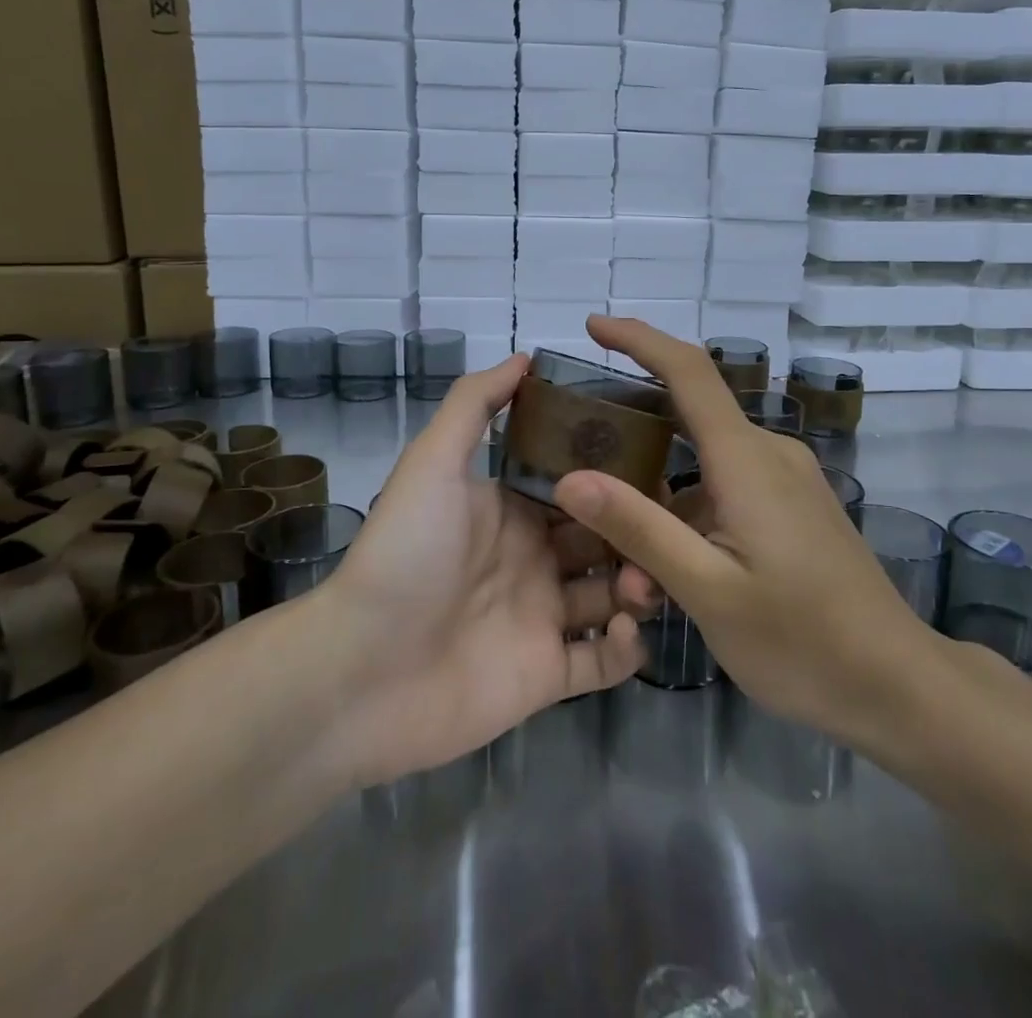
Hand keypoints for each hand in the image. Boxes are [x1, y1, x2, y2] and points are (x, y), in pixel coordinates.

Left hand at [319, 355, 650, 787]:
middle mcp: (534, 559)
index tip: (657, 461)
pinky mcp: (548, 675)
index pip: (580, 484)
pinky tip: (622, 630)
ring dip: (640, 585)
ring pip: (614, 595)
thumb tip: (525, 356)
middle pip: (606, 537)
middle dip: (639, 530)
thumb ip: (475, 405)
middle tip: (668, 529)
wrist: (362, 670)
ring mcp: (542, 617)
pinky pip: (603, 662)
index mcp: (513, 510)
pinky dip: (624, 648)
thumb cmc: (406, 554)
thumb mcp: (433, 463)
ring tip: (643, 583)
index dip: (616, 473)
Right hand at [553, 317, 946, 756]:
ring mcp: (785, 480)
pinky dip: (688, 514)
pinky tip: (670, 571)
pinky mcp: (793, 507)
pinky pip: (726, 489)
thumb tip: (569, 479)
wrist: (898, 685)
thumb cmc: (802, 640)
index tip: (593, 325)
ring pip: (702, 464)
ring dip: (658, 498)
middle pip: (688, 415)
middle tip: (579, 458)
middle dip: (632, 432)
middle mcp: (767, 453)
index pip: (688, 370)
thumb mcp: (707, 589)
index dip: (638, 338)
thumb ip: (638, 528)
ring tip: (626, 562)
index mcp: (746, 458)